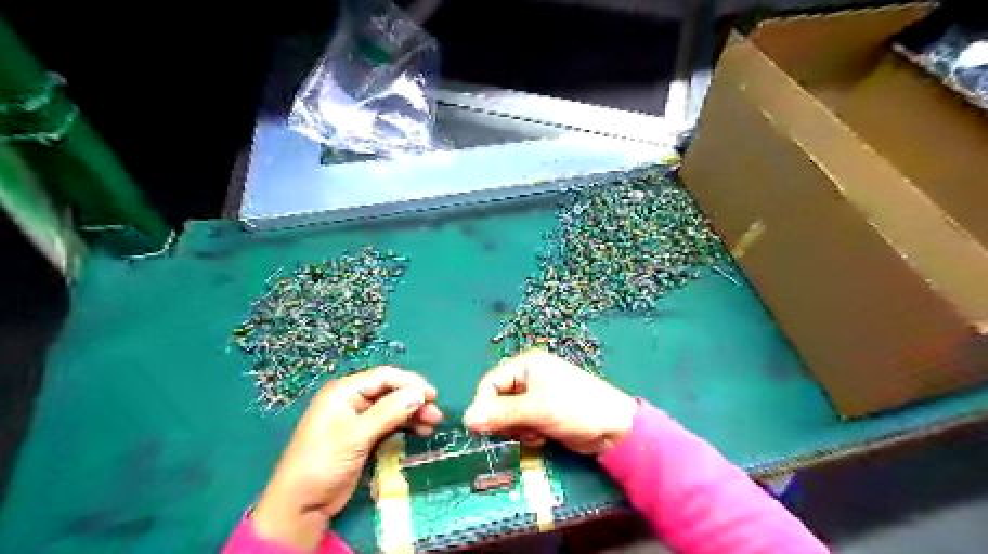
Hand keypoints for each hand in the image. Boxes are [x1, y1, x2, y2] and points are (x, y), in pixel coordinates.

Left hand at [251, 367, 442, 552]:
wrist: (300, 505)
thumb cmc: (323, 463)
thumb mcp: (356, 435)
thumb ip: (389, 412)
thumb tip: (420, 393)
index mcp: (344, 391)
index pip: (384, 377)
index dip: (410, 383)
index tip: (433, 394)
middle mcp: (352, 400)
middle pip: (391, 392)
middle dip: (414, 400)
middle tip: (436, 413)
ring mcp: (358, 419)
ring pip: (393, 408)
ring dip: (413, 414)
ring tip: (433, 424)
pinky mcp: (364, 437)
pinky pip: (390, 424)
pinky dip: (406, 427)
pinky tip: (421, 432)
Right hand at [461, 351, 632, 454]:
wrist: (615, 428)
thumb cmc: (575, 408)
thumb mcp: (536, 409)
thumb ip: (500, 414)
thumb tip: (466, 420)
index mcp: (526, 365)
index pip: (490, 383)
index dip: (483, 405)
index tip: (480, 429)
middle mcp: (528, 377)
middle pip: (498, 400)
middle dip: (504, 419)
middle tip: (518, 431)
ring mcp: (536, 396)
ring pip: (508, 416)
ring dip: (517, 429)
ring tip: (535, 433)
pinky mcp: (543, 414)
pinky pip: (522, 424)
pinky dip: (527, 433)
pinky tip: (542, 437)